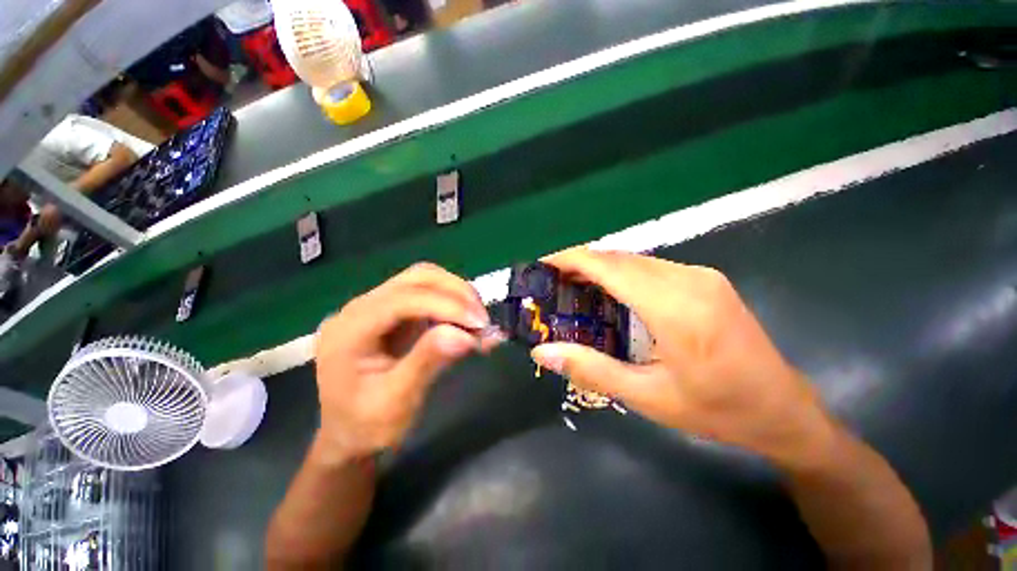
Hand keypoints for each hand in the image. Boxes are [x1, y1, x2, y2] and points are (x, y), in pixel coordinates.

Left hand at [314, 263, 498, 458]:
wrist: (348, 437)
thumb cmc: (366, 427)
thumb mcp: (395, 402)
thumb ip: (427, 362)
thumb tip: (465, 334)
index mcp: (349, 329)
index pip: (403, 299)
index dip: (446, 305)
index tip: (479, 324)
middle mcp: (360, 308)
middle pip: (416, 278)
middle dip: (456, 293)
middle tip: (482, 319)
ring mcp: (378, 306)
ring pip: (425, 281)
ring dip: (457, 295)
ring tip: (478, 321)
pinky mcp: (395, 312)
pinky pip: (429, 295)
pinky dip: (454, 303)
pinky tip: (468, 321)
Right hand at [531, 248, 834, 467]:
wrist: (783, 409)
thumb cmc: (716, 410)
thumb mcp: (648, 397)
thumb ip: (591, 369)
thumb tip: (542, 353)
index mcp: (676, 308)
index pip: (611, 267)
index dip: (572, 259)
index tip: (543, 264)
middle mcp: (689, 280)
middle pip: (620, 258)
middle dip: (581, 263)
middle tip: (552, 281)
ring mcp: (701, 276)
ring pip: (635, 260)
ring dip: (600, 268)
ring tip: (572, 286)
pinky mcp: (705, 280)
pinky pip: (651, 267)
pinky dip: (621, 273)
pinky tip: (609, 292)